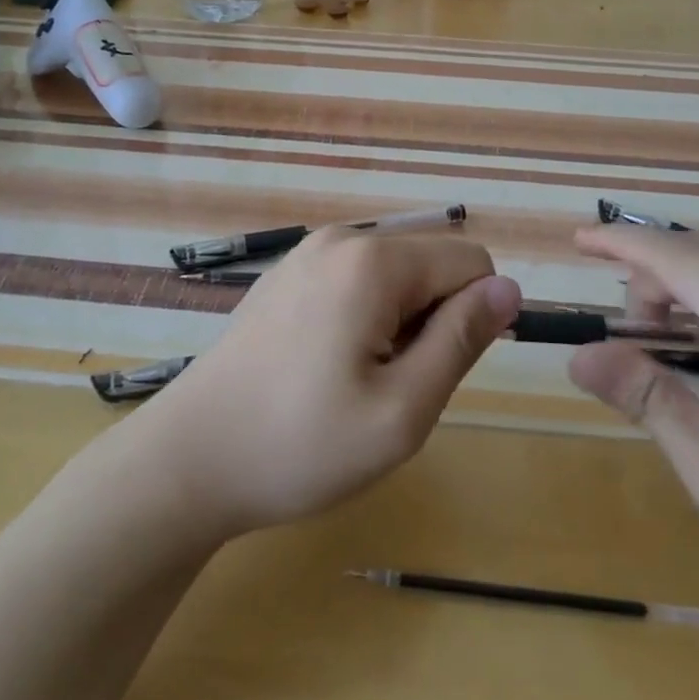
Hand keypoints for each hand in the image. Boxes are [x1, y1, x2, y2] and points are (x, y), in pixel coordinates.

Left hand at [132, 230, 521, 540]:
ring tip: (355, 381)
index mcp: (372, 260)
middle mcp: (341, 239)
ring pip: (395, 276)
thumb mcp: (402, 409)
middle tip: (389, 386)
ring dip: (398, 325)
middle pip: (430, 264)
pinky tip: (324, 369)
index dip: (473, 319)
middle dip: (432, 320)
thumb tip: (509, 288)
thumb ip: (462, 340)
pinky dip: (363, 320)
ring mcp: (306, 254)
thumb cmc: (300, 444)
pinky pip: (355, 283)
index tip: (432, 372)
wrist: (188, 460)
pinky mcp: (286, 276)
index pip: (471, 261)